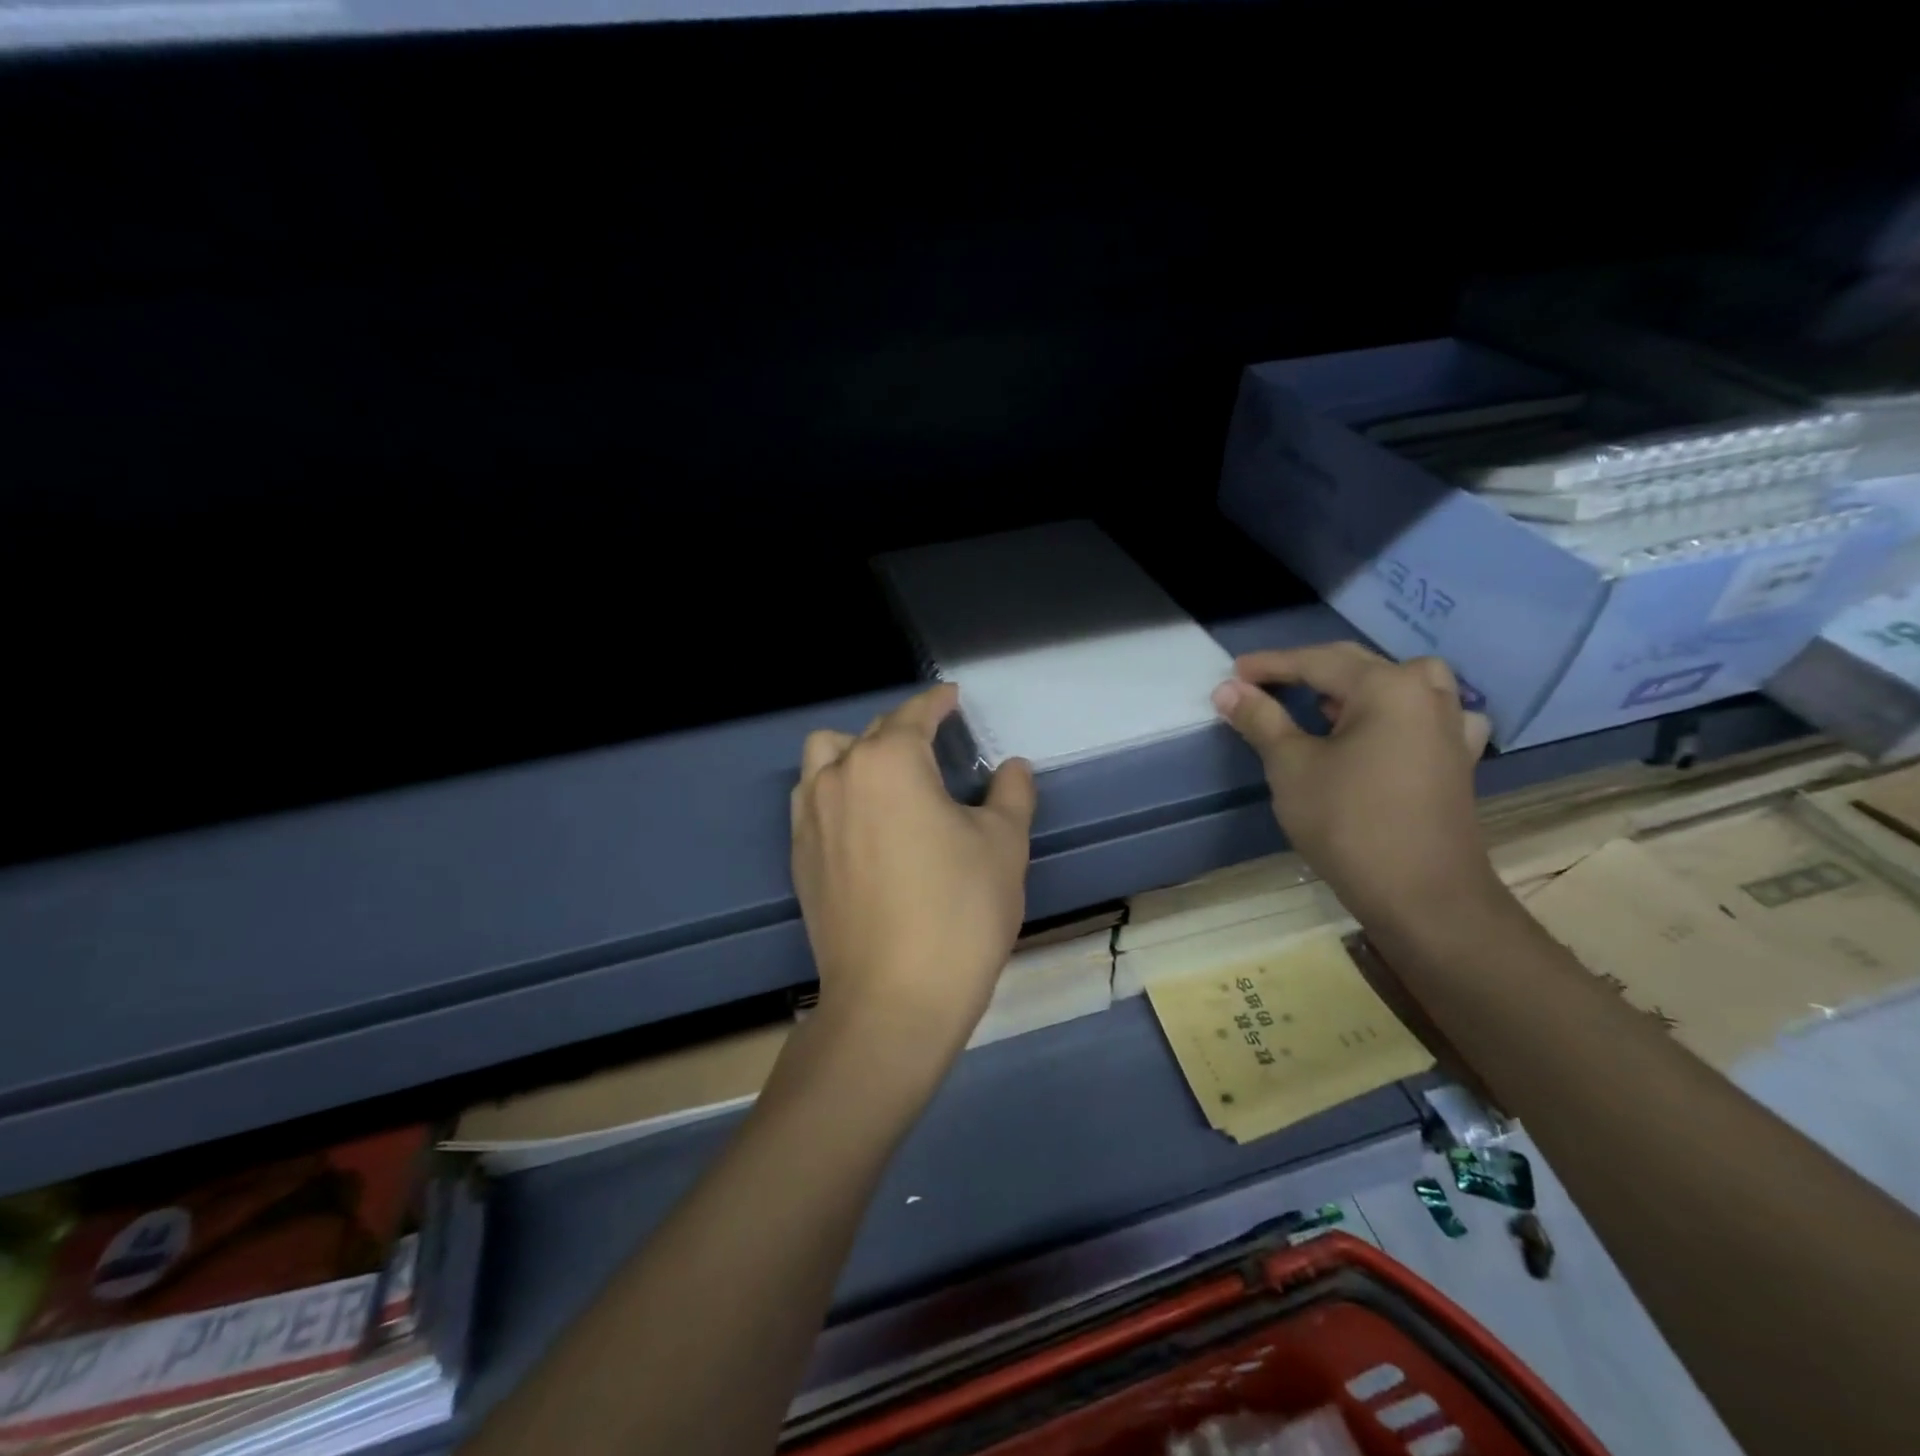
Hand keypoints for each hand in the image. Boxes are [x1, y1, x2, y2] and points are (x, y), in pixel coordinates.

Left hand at [790, 683, 1036, 1067]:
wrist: (893, 999)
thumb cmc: (959, 912)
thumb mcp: (1003, 845)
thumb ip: (1011, 794)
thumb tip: (1012, 767)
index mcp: (890, 762)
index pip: (914, 714)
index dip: (938, 701)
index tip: (953, 697)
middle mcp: (840, 777)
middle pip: (871, 733)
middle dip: (905, 729)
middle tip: (938, 748)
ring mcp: (810, 817)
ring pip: (825, 757)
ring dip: (856, 752)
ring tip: (889, 778)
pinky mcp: (799, 856)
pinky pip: (811, 798)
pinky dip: (835, 790)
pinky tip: (864, 821)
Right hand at [1211, 644, 1497, 933]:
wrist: (1422, 895)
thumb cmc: (1349, 823)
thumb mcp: (1292, 767)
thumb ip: (1261, 720)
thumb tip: (1227, 689)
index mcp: (1388, 688)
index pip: (1317, 662)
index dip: (1270, 666)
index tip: (1232, 673)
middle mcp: (1427, 695)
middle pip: (1358, 666)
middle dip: (1307, 671)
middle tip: (1263, 685)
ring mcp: (1450, 727)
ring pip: (1401, 684)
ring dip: (1358, 686)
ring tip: (1325, 705)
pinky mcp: (1457, 759)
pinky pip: (1427, 716)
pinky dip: (1399, 713)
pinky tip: (1386, 732)